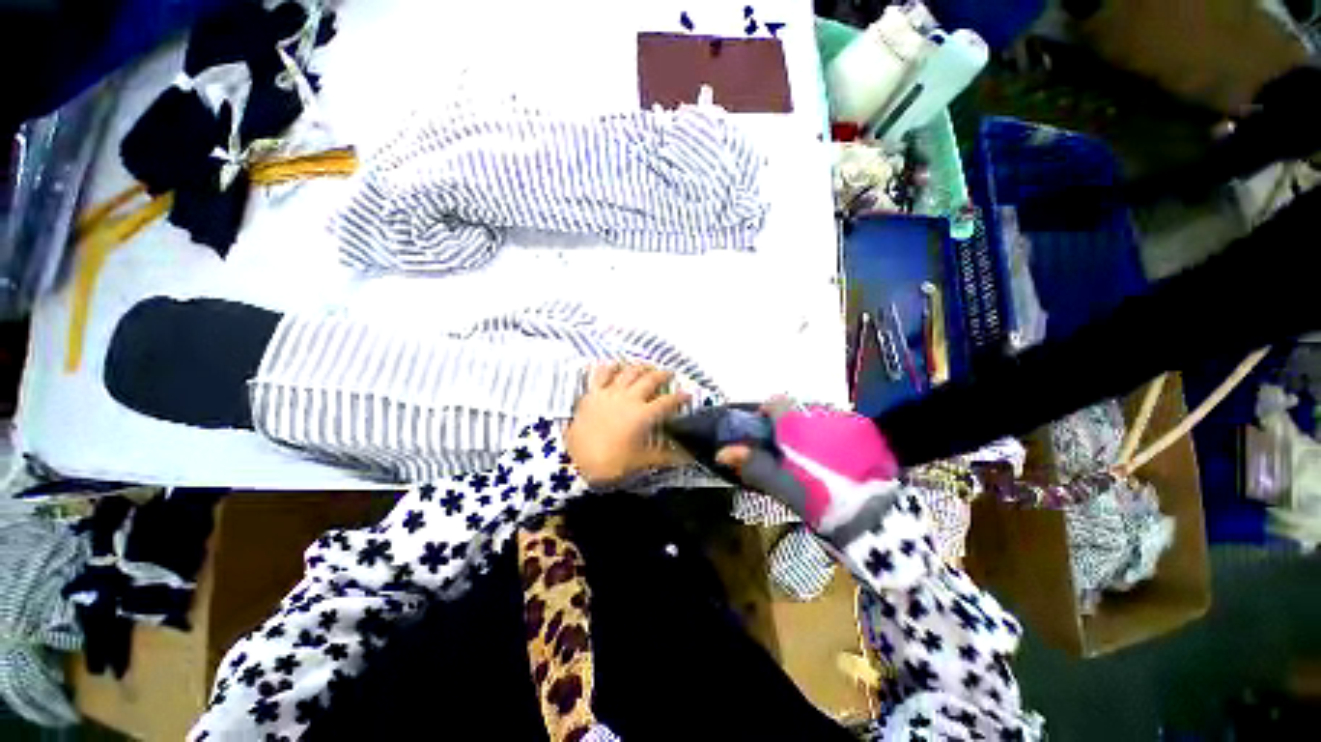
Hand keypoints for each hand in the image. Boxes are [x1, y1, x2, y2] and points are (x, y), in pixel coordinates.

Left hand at [566, 363, 690, 485]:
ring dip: (640, 367)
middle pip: (649, 380)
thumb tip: (687, 458)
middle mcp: (628, 398)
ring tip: (647, 366)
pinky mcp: (592, 393)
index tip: (688, 394)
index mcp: (642, 415)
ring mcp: (609, 393)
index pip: (667, 402)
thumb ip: (665, 456)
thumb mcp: (640, 461)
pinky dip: (609, 367)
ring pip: (628, 372)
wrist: (574, 462)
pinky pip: (601, 374)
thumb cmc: (610, 463)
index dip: (680, 397)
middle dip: (662, 375)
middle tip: (669, 373)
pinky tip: (613, 364)